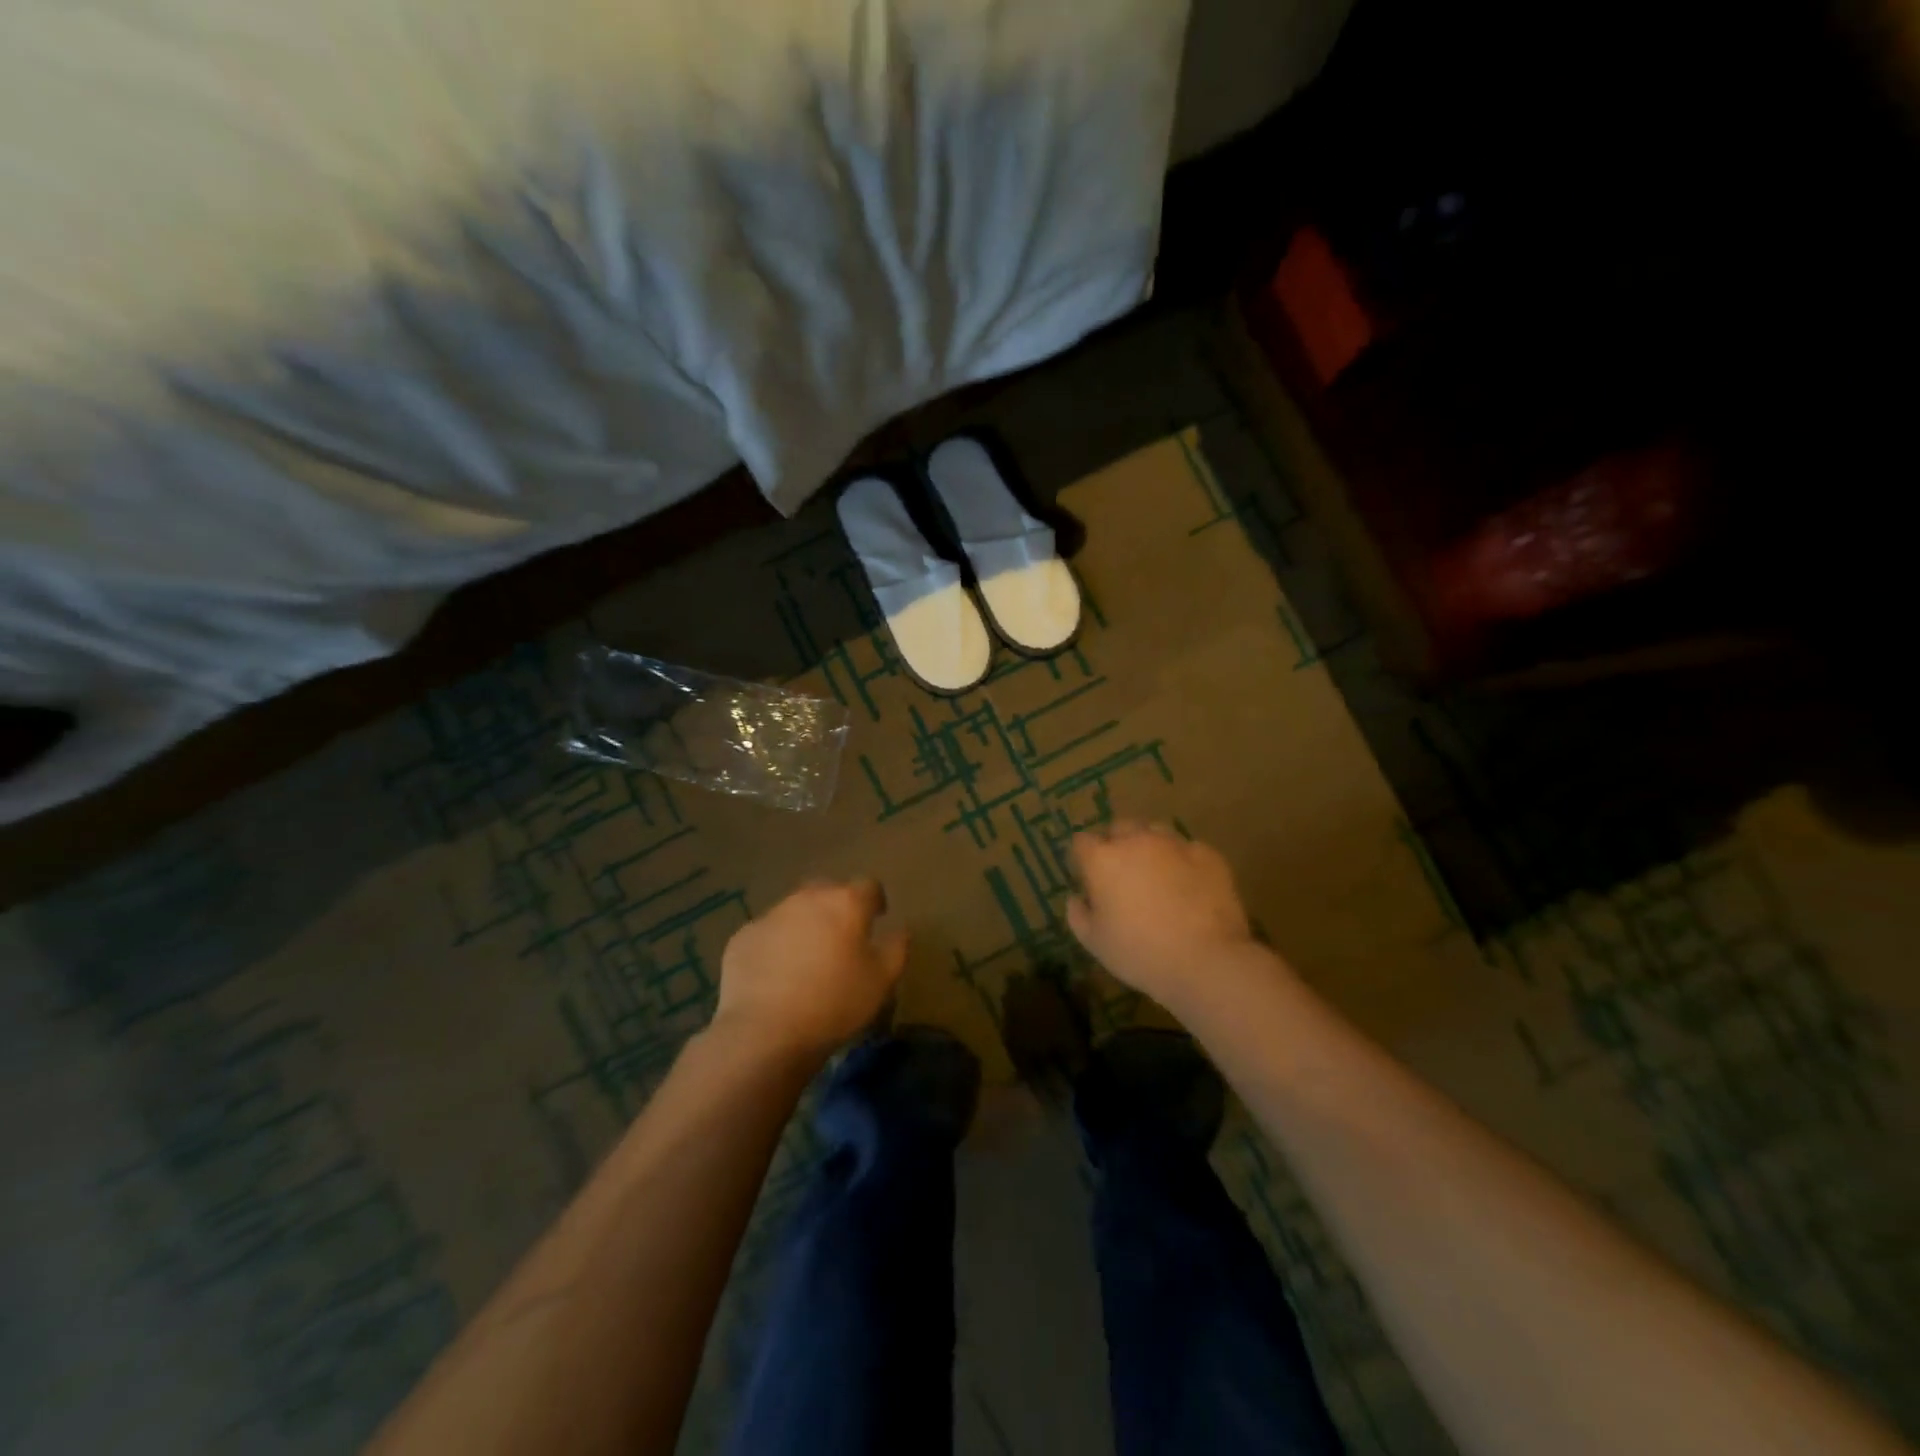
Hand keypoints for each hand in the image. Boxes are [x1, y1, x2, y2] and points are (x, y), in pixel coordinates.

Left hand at [714, 878, 907, 1062]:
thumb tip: (900, 930)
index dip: (875, 901)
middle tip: (841, 938)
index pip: (868, 886)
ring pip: (794, 910)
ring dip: (805, 924)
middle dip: (837, 907)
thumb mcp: (882, 982)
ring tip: (807, 958)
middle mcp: (807, 898)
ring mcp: (770, 915)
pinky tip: (776, 975)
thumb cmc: (835, 1003)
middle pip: (828, 890)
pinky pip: (767, 933)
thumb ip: (896, 949)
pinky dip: (776, 945)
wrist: (765, 1032)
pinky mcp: (743, 937)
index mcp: (845, 903)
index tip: (877, 919)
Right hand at [1066, 822, 1256, 1015]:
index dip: (1083, 859)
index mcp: (1103, 860)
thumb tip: (1076, 897)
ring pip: (1155, 832)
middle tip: (1123, 876)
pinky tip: (1189, 886)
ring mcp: (1175, 844)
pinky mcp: (1207, 854)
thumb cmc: (1140, 953)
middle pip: (1119, 828)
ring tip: (1158, 876)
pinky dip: (1183, 861)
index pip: (1082, 842)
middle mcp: (1136, 841)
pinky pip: (1188, 849)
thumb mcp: (1095, 943)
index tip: (1089, 879)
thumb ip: (1078, 915)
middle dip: (1117, 845)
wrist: (1207, 960)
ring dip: (1150, 847)